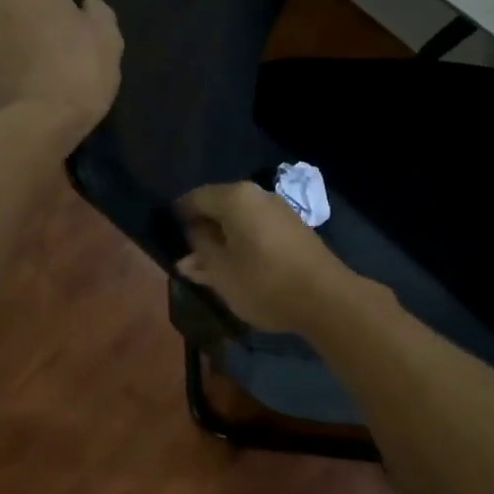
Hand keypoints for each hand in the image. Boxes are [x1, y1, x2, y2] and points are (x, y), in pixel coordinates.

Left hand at [0, 0, 121, 141]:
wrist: (32, 124)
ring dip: (25, 12)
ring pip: (4, 7)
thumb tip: (87, 4)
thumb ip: (98, 12)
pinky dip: (14, 39)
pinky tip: (33, 58)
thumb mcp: (106, 38)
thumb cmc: (77, 72)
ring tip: (47, 30)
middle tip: (65, 1)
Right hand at [176, 182, 357, 333]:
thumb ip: (200, 250)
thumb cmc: (263, 282)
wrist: (325, 298)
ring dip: (223, 240)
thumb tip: (190, 233)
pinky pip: (258, 230)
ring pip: (240, 220)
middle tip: (186, 256)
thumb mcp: (220, 271)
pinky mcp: (294, 230)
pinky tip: (237, 267)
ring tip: (209, 268)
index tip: (167, 235)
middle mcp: (258, 195)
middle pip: (219, 207)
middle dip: (202, 230)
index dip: (178, 215)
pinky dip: (243, 244)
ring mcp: (280, 211)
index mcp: (235, 197)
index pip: (195, 198)